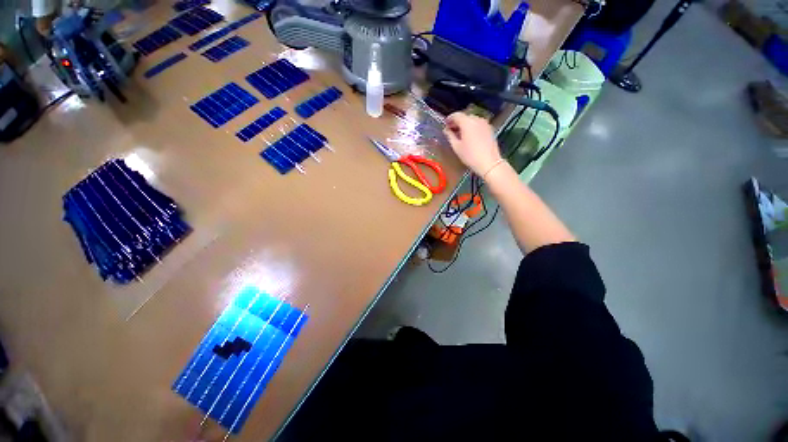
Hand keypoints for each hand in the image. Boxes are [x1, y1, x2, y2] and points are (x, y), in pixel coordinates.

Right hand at [444, 113, 501, 176]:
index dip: (449, 119)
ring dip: (465, 125)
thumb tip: (446, 130)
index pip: (456, 115)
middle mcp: (477, 119)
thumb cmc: (470, 155)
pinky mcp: (490, 129)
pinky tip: (469, 136)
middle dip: (457, 122)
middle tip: (451, 130)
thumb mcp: (456, 147)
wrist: (489, 162)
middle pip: (465, 116)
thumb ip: (450, 136)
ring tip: (460, 134)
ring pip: (472, 120)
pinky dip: (472, 127)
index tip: (445, 124)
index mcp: (467, 122)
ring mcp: (485, 123)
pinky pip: (478, 124)